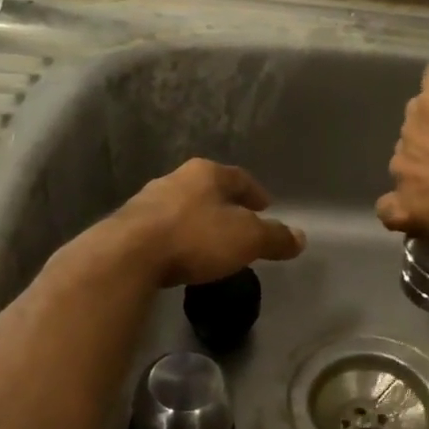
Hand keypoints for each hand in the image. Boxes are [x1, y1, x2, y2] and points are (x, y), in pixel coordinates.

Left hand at [109, 158, 305, 287]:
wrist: (128, 255)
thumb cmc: (196, 237)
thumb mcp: (247, 239)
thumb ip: (275, 237)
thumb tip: (301, 238)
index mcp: (206, 174)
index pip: (239, 177)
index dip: (255, 192)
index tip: (266, 206)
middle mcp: (175, 178)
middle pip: (208, 189)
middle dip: (225, 205)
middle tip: (239, 223)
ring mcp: (147, 200)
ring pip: (182, 206)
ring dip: (198, 220)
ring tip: (210, 241)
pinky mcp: (127, 226)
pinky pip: (161, 227)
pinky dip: (176, 237)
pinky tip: (180, 254)